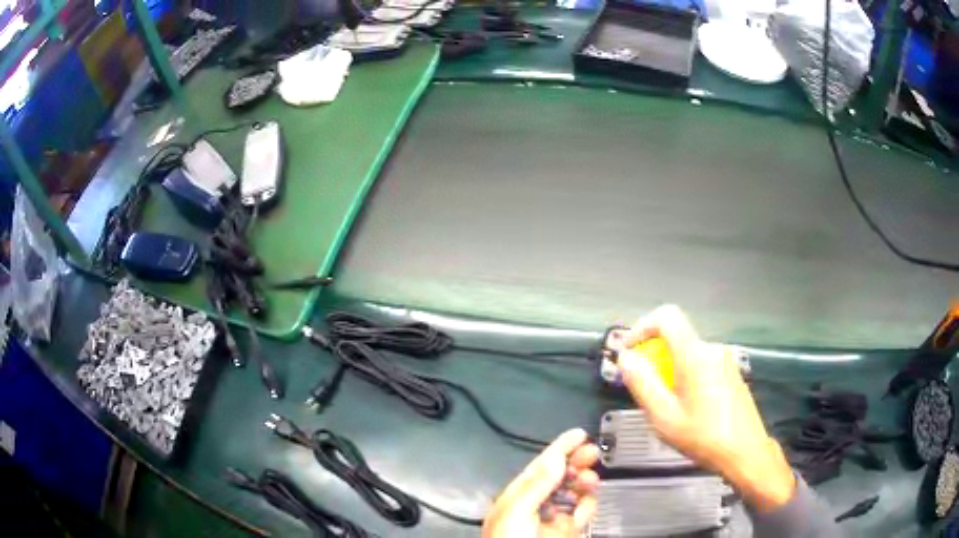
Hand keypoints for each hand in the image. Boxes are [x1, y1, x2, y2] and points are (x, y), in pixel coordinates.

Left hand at [483, 429, 599, 537]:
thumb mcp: (516, 510)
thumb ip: (536, 485)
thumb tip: (556, 457)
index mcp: (515, 497)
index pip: (540, 466)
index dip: (560, 448)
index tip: (579, 434)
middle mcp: (534, 506)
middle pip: (560, 477)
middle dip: (577, 462)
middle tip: (593, 452)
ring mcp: (551, 519)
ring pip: (574, 494)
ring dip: (585, 483)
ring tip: (591, 480)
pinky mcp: (566, 532)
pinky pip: (582, 515)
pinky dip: (589, 506)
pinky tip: (589, 503)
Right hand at [615, 305, 794, 512]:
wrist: (745, 452)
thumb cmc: (703, 436)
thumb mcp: (664, 416)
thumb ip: (642, 383)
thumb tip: (625, 358)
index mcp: (695, 355)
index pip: (667, 316)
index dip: (643, 327)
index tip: (631, 352)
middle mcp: (712, 349)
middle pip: (676, 338)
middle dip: (655, 358)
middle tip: (646, 391)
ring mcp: (725, 359)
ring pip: (688, 353)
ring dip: (671, 370)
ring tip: (668, 406)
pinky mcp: (732, 372)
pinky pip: (702, 363)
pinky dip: (687, 375)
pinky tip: (689, 407)